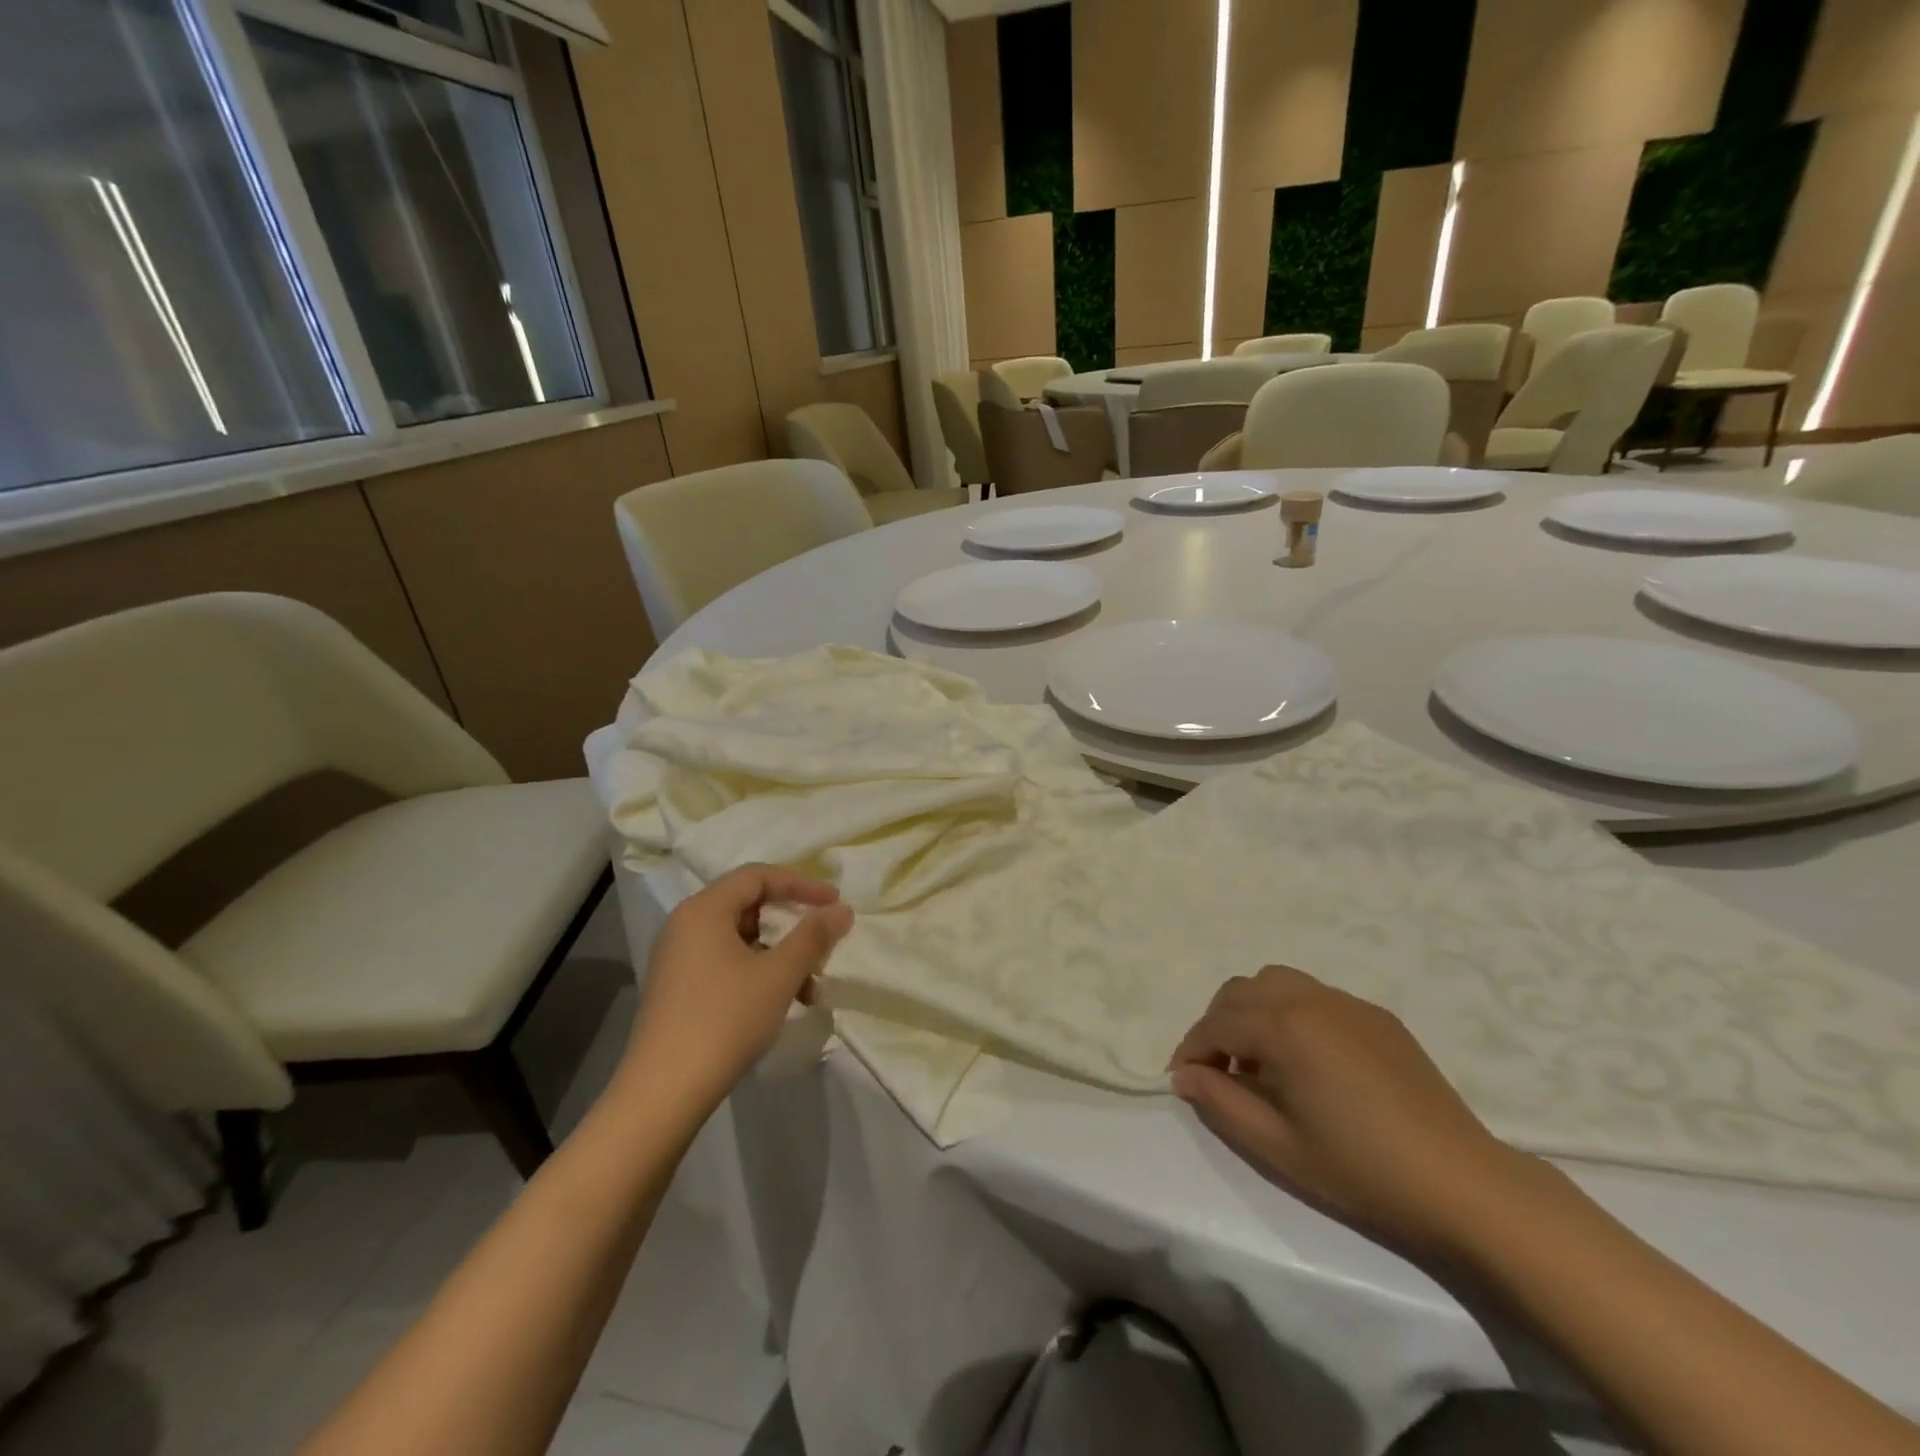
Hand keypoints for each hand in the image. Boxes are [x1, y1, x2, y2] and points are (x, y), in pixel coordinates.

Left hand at [622, 865, 853, 1119]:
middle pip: (749, 906)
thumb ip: (813, 936)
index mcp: (704, 910)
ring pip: (741, 940)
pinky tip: (780, 1005)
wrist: (664, 1092)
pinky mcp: (677, 989)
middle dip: (791, 926)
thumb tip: (842, 909)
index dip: (801, 885)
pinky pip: (726, 963)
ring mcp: (677, 959)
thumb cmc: (725, 1020)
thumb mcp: (779, 975)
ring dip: (779, 957)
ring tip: (808, 990)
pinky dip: (758, 974)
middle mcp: (685, 925)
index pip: (758, 876)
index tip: (834, 902)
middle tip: (822, 945)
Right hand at [1169, 965, 1538, 1255]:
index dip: (1190, 1051)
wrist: (1463, 1185)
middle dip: (1217, 1025)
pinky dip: (1290, 1014)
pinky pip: (1314, 997)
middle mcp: (1310, 1000)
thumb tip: (1184, 1077)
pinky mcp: (1377, 1017)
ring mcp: (1347, 1003)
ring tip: (1259, 1060)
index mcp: (1284, 1027)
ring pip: (1276, 982)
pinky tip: (1307, 1061)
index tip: (1181, 1081)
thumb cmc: (1362, 1170)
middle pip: (1240, 992)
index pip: (1216, 1025)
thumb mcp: (1277, 1146)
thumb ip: (1220, 1102)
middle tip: (1217, 1072)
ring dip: (1252, 1011)